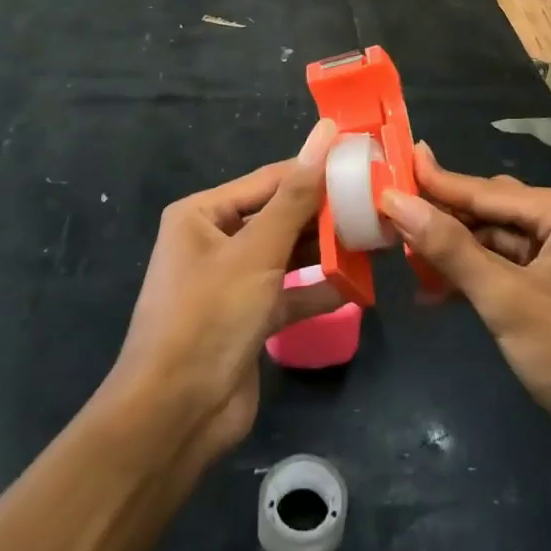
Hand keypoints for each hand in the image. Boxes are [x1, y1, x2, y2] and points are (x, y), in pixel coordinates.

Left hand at [105, 120, 342, 465]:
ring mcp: (231, 283)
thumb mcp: (258, 250)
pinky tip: (356, 286)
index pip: (270, 180)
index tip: (363, 162)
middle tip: (377, 204)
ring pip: (287, 255)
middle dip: (324, 214)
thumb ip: (297, 195)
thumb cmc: (210, 316)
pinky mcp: (247, 319)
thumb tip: (325, 132)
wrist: (173, 418)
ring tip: (375, 239)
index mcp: (203, 214)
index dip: (315, 170)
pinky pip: (288, 294)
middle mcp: (214, 241)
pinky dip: (318, 291)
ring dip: (325, 251)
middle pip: (279, 216)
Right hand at [381, 143, 550, 468]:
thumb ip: (451, 249)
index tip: (382, 170)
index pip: (480, 190)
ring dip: (452, 254)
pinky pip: (506, 270)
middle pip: (486, 212)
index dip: (429, 184)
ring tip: (402, 260)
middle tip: (384, 219)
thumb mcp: (509, 301)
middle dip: (439, 220)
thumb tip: (397, 200)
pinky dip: (474, 280)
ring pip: (493, 243)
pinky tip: (437, 293)